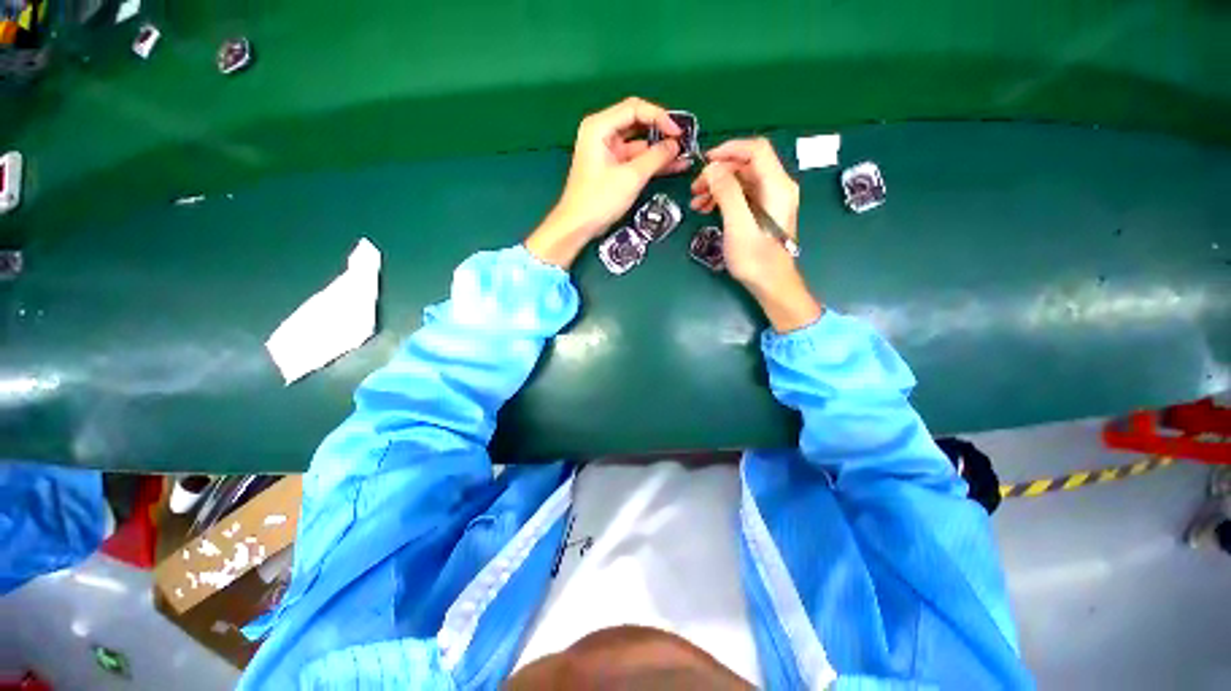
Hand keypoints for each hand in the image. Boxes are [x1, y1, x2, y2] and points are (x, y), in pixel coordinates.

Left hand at [526, 97, 689, 267]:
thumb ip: (655, 158)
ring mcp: (607, 152)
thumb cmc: (599, 199)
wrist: (578, 226)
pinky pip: (636, 159)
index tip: (678, 133)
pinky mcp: (612, 168)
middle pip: (637, 123)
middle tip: (684, 141)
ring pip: (639, 144)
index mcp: (599, 126)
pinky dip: (651, 163)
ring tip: (684, 156)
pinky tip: (672, 166)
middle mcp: (602, 133)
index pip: (635, 109)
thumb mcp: (630, 177)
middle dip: (661, 132)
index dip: (660, 117)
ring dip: (659, 150)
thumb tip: (675, 145)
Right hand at [691, 138, 821, 331]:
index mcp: (777, 185)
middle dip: (718, 171)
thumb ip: (727, 193)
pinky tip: (706, 209)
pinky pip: (741, 194)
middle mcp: (777, 187)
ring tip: (696, 202)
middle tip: (695, 188)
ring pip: (741, 179)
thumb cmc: (756, 258)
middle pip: (746, 164)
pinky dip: (723, 198)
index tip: (704, 162)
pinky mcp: (762, 211)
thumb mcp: (738, 225)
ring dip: (717, 186)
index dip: (729, 149)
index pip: (756, 149)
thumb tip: (713, 168)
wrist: (770, 284)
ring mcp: (770, 199)